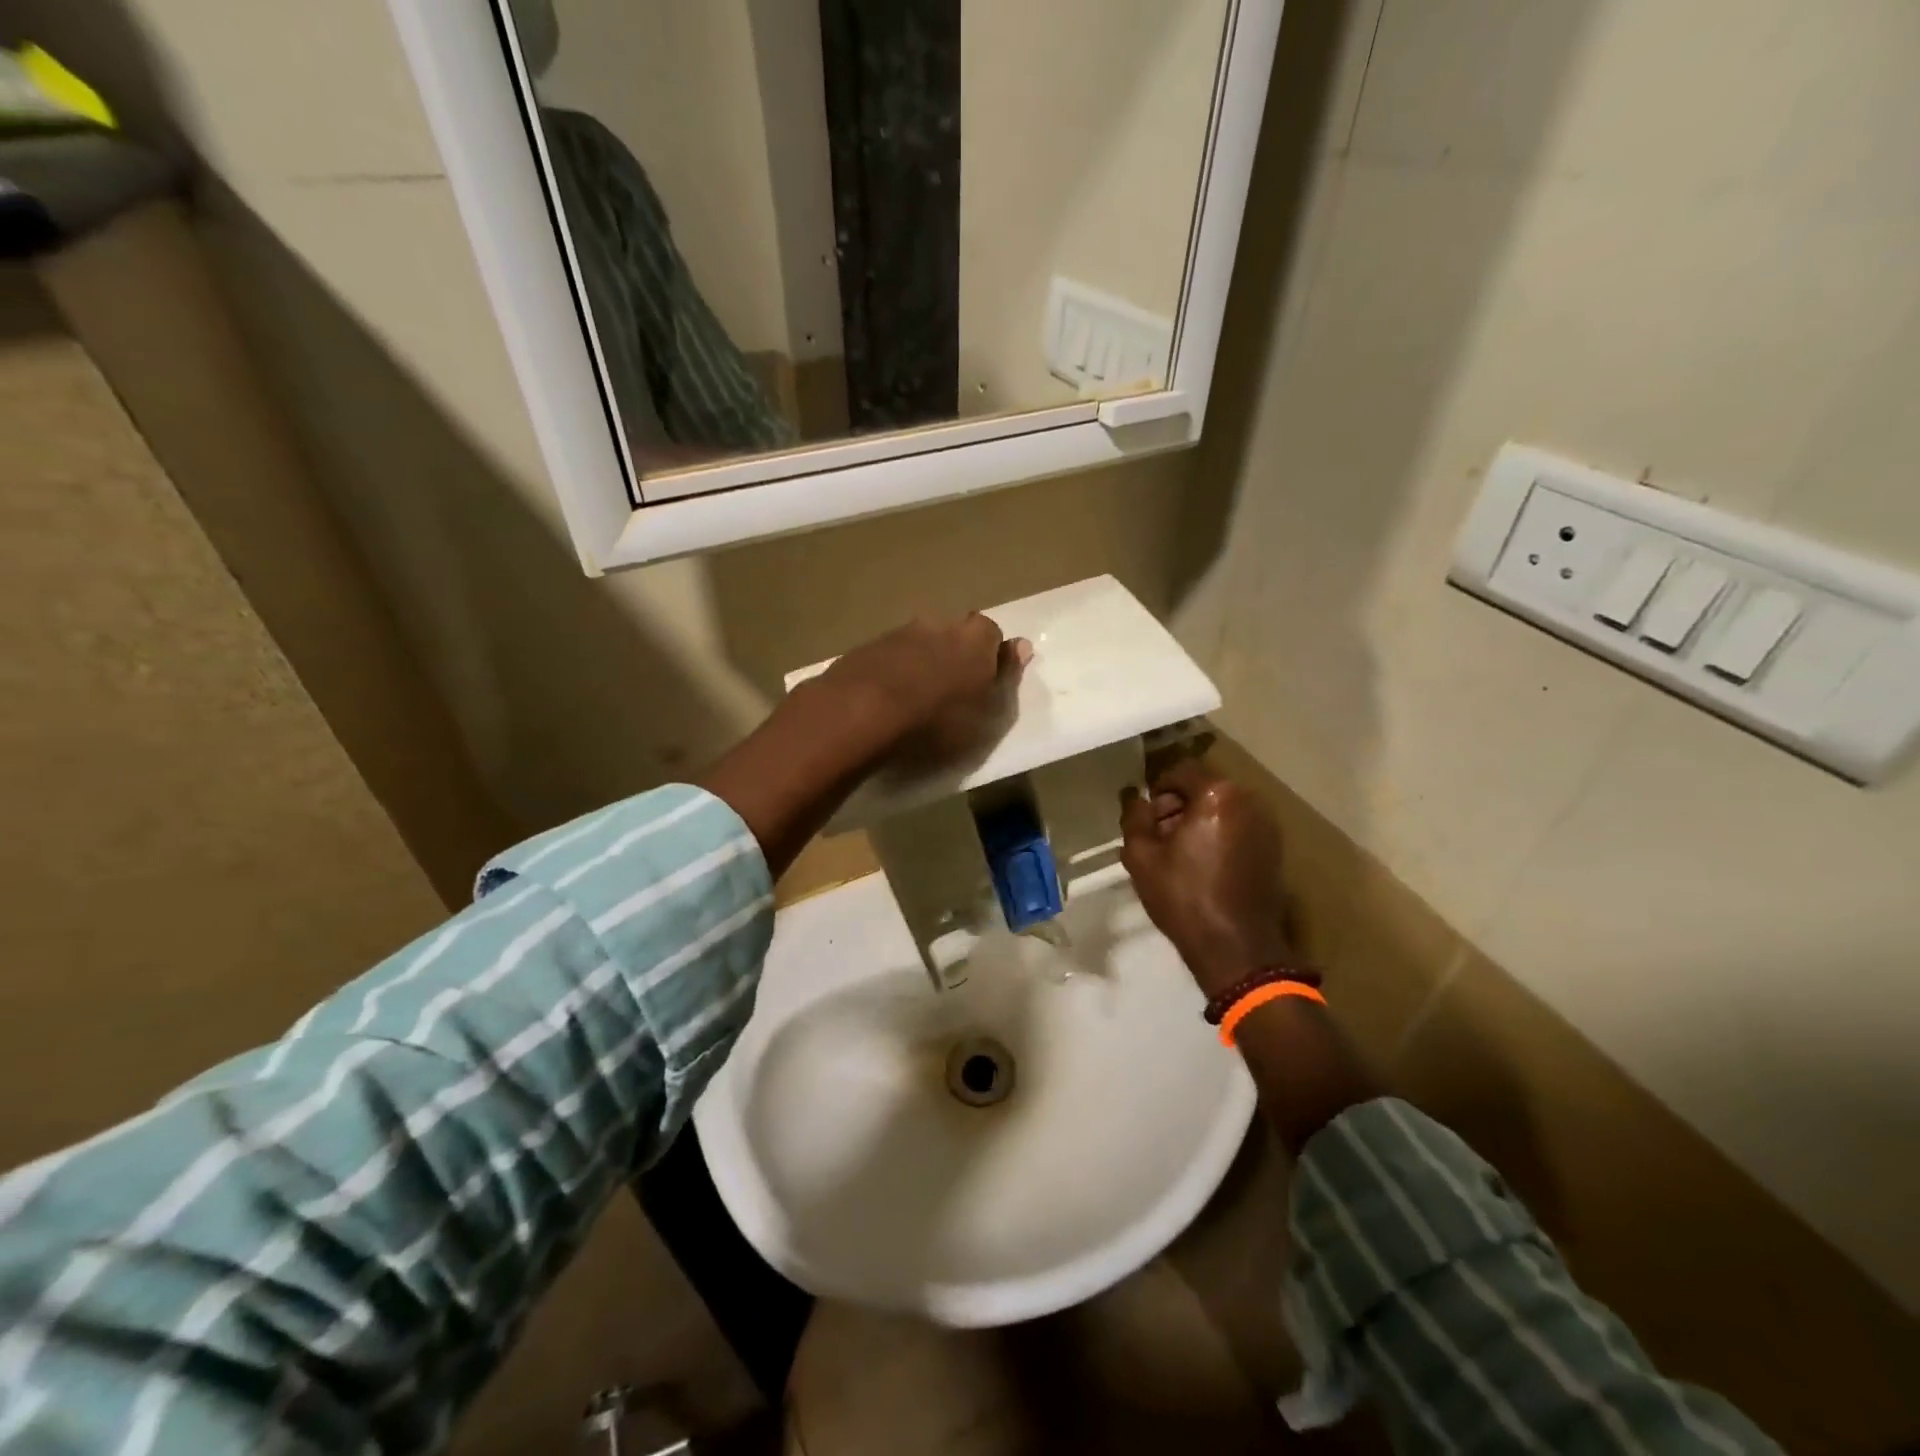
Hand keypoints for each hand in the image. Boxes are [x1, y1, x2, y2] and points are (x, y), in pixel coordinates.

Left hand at [822, 612, 1030, 768]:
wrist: (861, 715)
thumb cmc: (937, 722)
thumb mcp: (987, 713)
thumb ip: (1006, 676)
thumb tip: (1021, 646)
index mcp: (974, 638)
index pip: (991, 634)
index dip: (989, 657)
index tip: (983, 684)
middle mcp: (938, 625)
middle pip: (953, 634)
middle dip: (953, 655)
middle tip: (949, 692)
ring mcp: (898, 633)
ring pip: (918, 644)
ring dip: (919, 663)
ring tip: (913, 701)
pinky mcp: (864, 649)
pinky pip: (888, 658)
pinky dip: (891, 673)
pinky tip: (885, 701)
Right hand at [1120, 761, 1293, 998]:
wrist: (1236, 948)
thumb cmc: (1184, 897)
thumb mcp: (1141, 857)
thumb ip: (1134, 817)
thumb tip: (1136, 799)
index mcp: (1218, 795)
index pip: (1180, 772)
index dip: (1158, 792)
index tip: (1146, 819)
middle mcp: (1249, 801)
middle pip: (1204, 789)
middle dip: (1179, 806)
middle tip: (1159, 838)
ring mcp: (1268, 826)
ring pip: (1222, 809)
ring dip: (1199, 821)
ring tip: (1180, 855)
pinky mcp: (1275, 849)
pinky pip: (1238, 827)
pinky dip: (1219, 836)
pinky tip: (1204, 866)